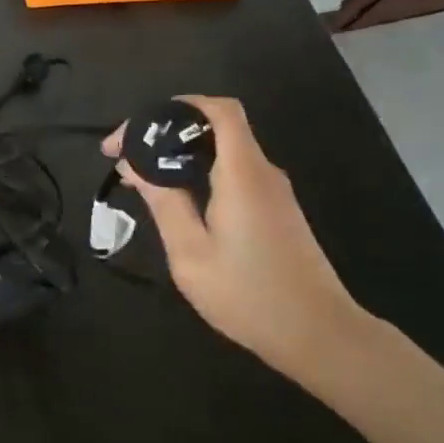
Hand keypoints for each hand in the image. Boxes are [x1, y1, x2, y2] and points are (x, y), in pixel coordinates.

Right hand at [103, 96, 370, 378]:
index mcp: (242, 174)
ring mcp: (273, 191)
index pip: (218, 110)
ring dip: (178, 154)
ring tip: (138, 177)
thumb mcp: (191, 253)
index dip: (175, 107)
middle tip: (123, 157)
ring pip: (221, 150)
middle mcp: (262, 172)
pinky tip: (172, 198)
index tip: (134, 133)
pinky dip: (197, 172)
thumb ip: (163, 202)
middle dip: (165, 132)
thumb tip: (135, 164)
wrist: (320, 336)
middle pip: (215, 126)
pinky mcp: (275, 210)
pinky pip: (231, 172)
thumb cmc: (249, 295)